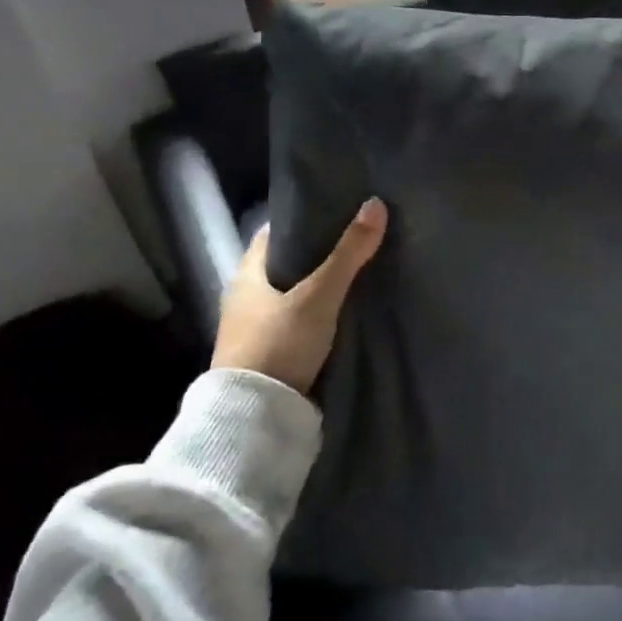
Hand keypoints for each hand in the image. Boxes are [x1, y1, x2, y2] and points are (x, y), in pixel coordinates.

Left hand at [213, 199, 388, 396]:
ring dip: (319, 284)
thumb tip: (376, 203)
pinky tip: (344, 309)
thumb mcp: (319, 295)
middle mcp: (245, 297)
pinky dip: (318, 310)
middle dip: (318, 252)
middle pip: (286, 263)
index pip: (274, 233)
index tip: (337, 211)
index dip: (303, 219)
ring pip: (292, 293)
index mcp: (247, 274)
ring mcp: (255, 328)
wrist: (255, 417)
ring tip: (358, 271)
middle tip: (358, 239)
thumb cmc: (279, 343)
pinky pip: (297, 319)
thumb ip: (348, 253)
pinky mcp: (269, 354)